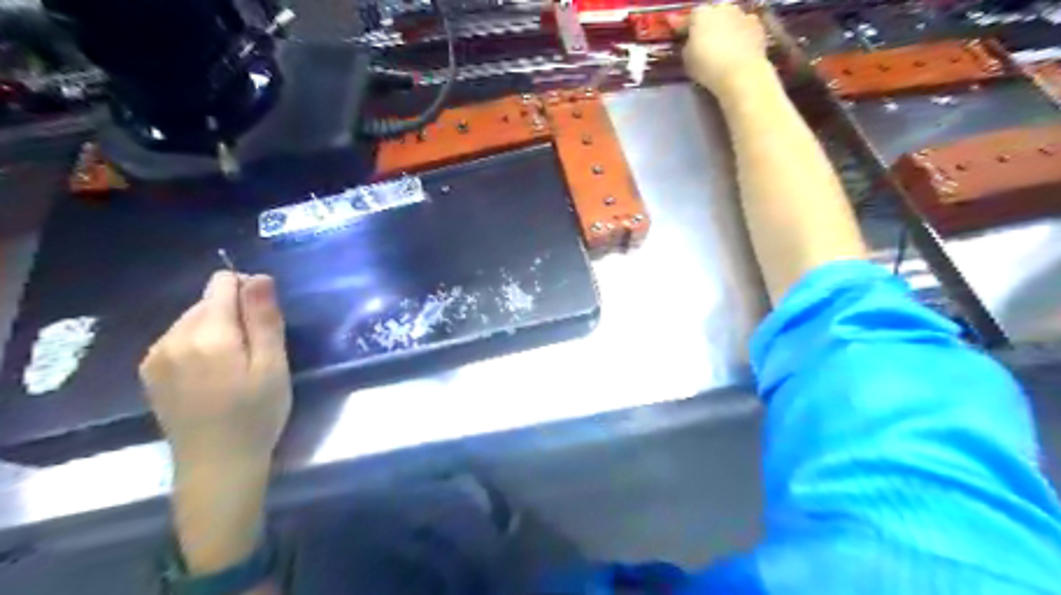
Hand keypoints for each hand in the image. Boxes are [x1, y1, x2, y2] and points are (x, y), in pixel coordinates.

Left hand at [139, 272, 291, 470]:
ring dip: (217, 330)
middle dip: (235, 315)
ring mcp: (155, 355)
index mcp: (208, 334)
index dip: (250, 293)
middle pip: (208, 301)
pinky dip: (199, 345)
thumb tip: (258, 276)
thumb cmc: (257, 414)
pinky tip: (212, 375)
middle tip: (255, 354)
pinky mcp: (150, 371)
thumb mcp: (273, 366)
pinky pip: (178, 338)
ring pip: (193, 319)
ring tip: (234, 367)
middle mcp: (173, 337)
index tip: (265, 324)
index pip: (223, 283)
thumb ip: (264, 319)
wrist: (217, 465)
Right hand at [665, 6, 766, 96]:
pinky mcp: (758, 25)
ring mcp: (742, 14)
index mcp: (701, 13)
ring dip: (726, 28)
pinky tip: (739, 48)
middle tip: (705, 40)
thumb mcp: (687, 59)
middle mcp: (722, 7)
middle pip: (713, 13)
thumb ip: (687, 44)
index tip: (680, 35)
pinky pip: (745, 27)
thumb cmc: (708, 66)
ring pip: (730, 18)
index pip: (689, 18)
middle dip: (708, 24)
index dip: (683, 28)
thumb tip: (692, 40)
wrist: (740, 73)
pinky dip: (741, 35)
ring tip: (724, 45)